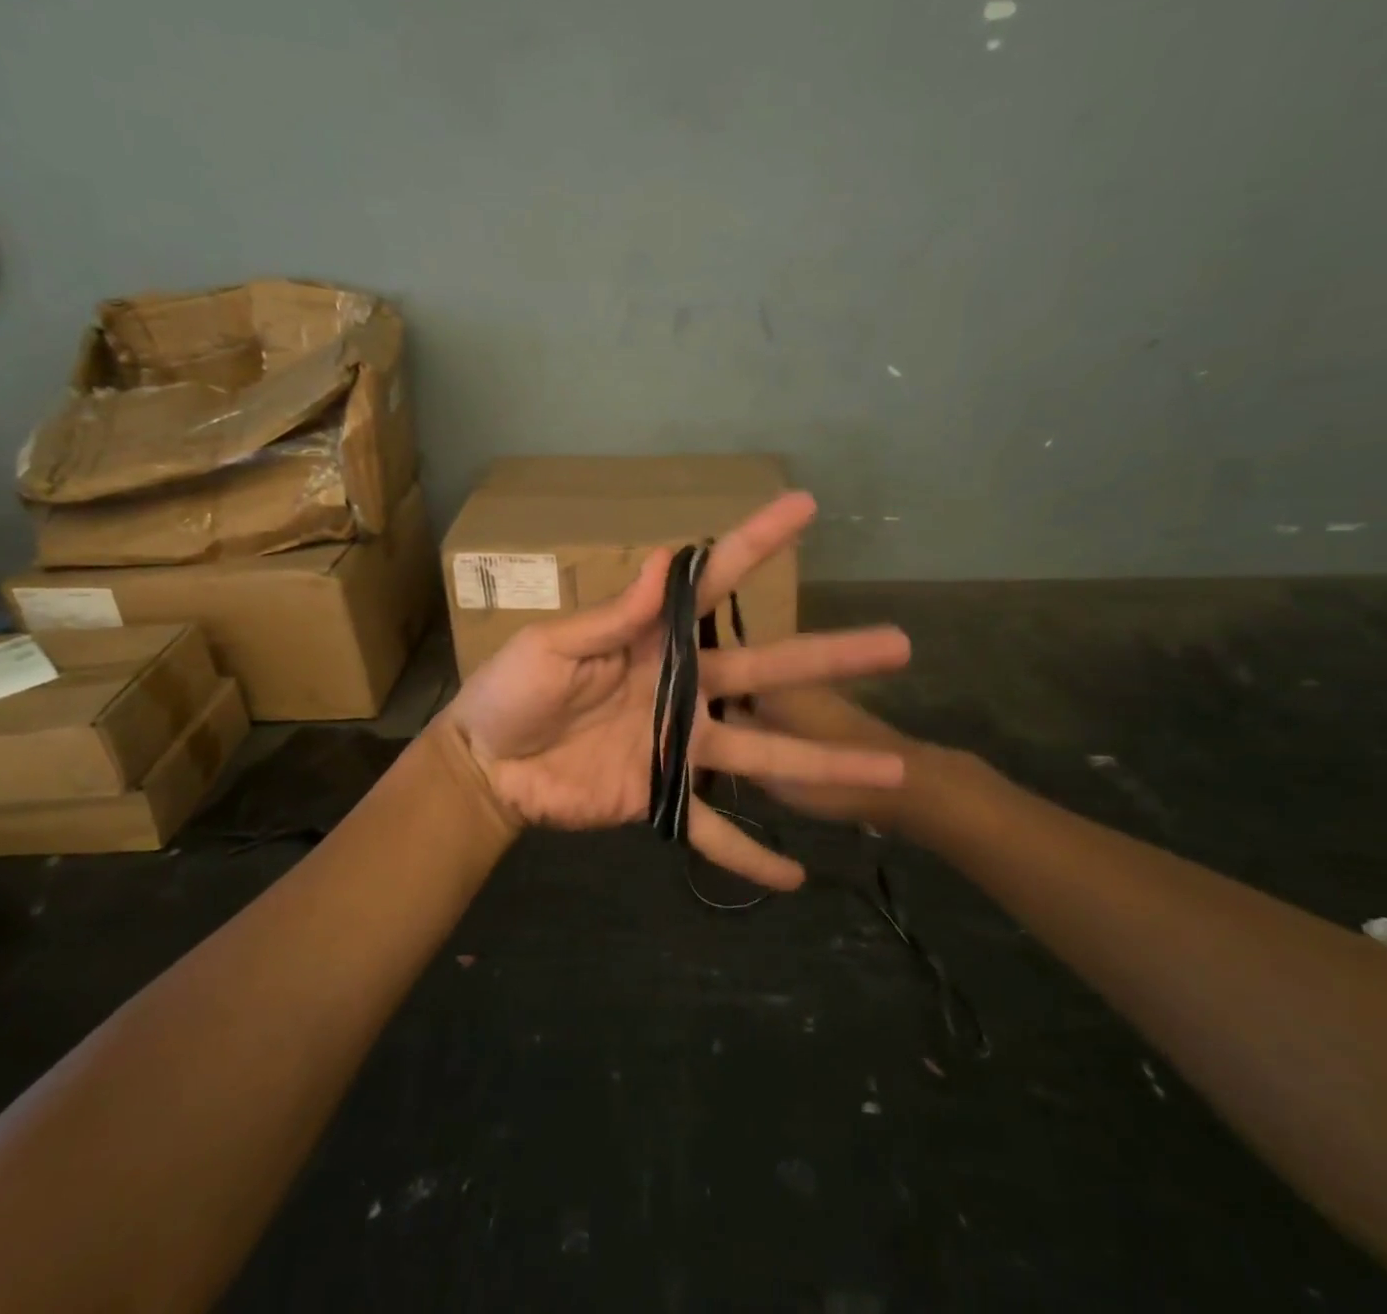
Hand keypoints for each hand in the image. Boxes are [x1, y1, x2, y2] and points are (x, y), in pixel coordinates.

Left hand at [446, 492, 910, 889]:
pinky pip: (712, 831)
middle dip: (830, 658)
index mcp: (656, 642)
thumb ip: (611, 616)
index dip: (756, 544)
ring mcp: (679, 746)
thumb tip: (659, 563)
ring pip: (764, 752)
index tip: (805, 507)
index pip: (712, 585)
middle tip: (899, 645)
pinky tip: (795, 879)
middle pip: (768, 670)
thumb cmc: (513, 691)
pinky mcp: (662, 798)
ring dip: (823, 766)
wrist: (487, 764)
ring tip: (891, 772)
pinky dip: (749, 856)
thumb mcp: (554, 646)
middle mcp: (683, 688)